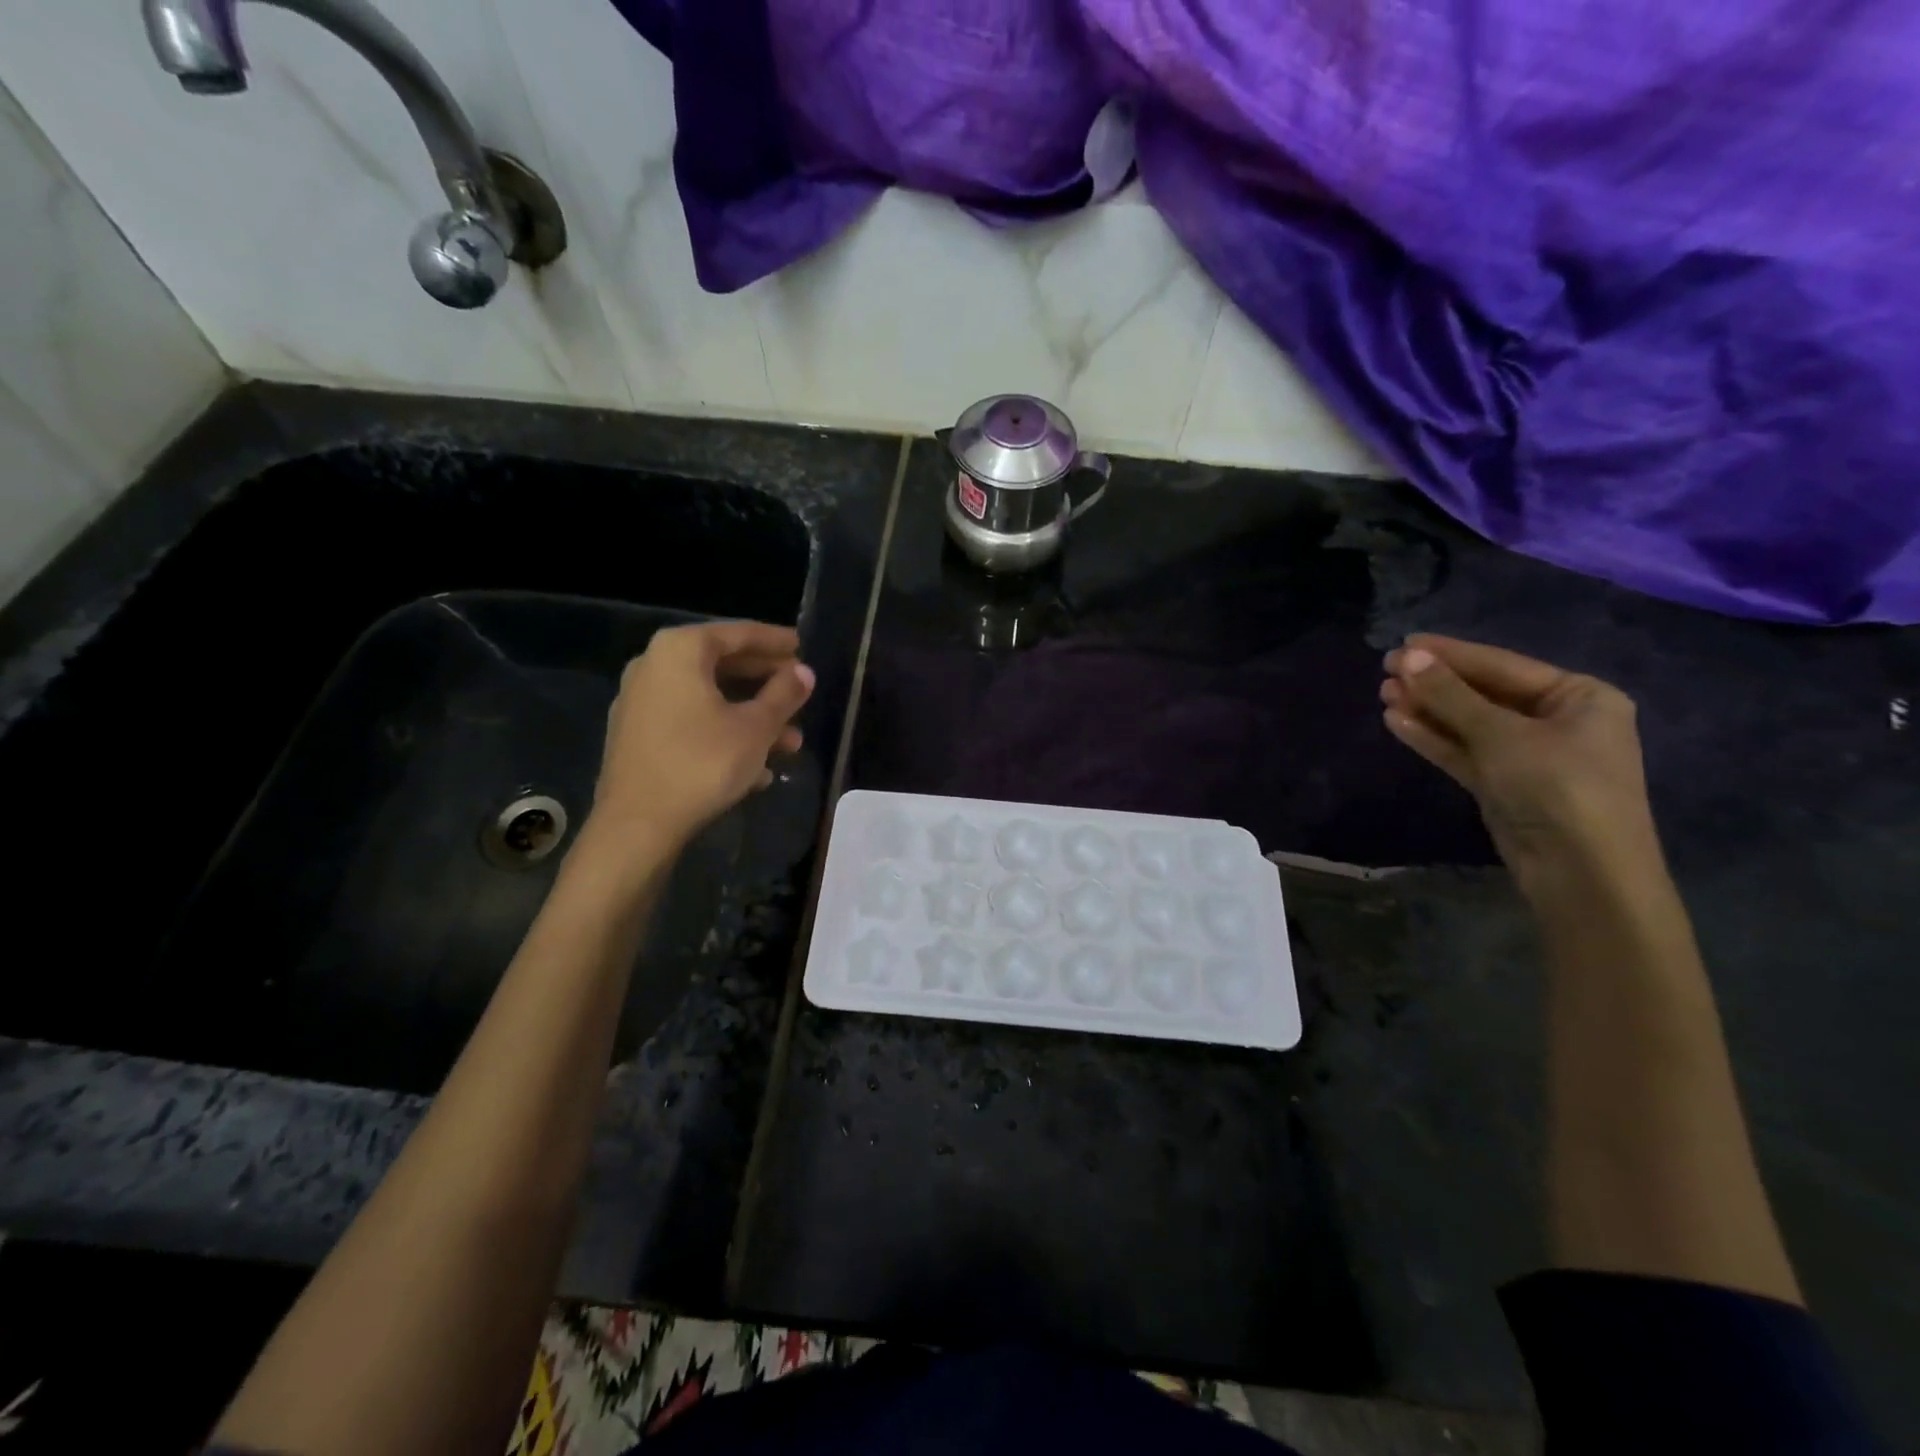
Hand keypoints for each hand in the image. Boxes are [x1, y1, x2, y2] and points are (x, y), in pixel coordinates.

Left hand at [587, 620, 813, 850]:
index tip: (802, 646)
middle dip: (766, 684)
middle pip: (722, 665)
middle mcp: (654, 666)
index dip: (775, 641)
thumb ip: (784, 693)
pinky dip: (725, 733)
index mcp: (680, 651)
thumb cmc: (703, 763)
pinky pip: (691, 722)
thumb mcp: (755, 727)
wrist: (638, 824)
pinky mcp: (638, 737)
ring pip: (709, 699)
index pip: (737, 633)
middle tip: (800, 692)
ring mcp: (641, 703)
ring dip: (752, 717)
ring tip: (791, 743)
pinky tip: (756, 767)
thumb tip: (804, 672)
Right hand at [1380, 635, 1657, 891]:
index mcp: (1579, 697)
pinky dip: (1433, 737)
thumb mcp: (1501, 735)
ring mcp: (1529, 755)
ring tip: (1383, 693)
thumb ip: (1451, 695)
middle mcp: (1557, 721)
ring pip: (1468, 723)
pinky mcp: (1504, 784)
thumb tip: (1408, 657)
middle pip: (1483, 693)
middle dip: (1434, 683)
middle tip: (1386, 669)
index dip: (1451, 654)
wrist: (1581, 873)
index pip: (1502, 665)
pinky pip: (1464, 751)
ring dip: (1428, 709)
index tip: (1404, 644)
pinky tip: (1398, 721)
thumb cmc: (1558, 787)